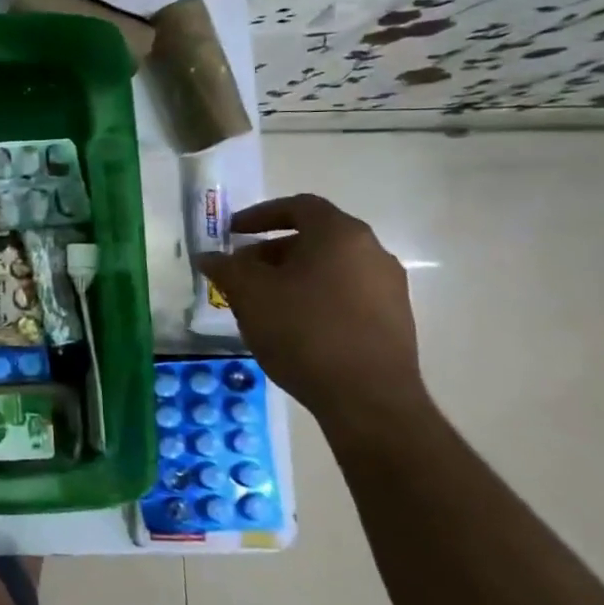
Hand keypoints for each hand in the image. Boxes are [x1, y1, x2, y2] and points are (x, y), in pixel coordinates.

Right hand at [195, 194, 425, 424]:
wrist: (367, 398)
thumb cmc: (303, 331)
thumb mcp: (250, 295)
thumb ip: (226, 268)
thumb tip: (209, 256)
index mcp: (340, 235)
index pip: (298, 206)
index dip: (260, 215)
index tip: (232, 232)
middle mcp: (372, 252)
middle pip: (315, 238)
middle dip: (272, 250)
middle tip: (241, 272)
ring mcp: (389, 287)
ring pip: (330, 268)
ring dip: (293, 276)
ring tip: (262, 302)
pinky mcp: (394, 320)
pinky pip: (345, 294)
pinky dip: (315, 297)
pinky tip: (293, 326)